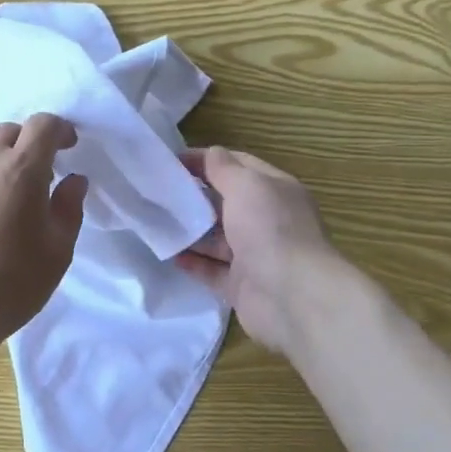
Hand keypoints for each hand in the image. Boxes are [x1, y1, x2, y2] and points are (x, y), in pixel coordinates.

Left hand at [0, 113, 88, 358]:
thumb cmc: (10, 284)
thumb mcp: (57, 251)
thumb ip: (68, 207)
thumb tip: (74, 180)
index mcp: (20, 170)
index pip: (42, 124)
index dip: (59, 129)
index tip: (67, 146)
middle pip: (7, 131)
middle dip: (27, 143)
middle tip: (36, 173)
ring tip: (0, 191)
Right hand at [174, 146, 371, 355]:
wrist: (293, 297)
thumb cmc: (270, 229)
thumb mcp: (246, 185)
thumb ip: (223, 168)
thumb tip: (210, 154)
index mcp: (275, 191)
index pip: (238, 165)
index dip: (206, 160)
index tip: (172, 162)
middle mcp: (267, 221)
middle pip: (226, 202)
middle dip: (195, 196)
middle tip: (159, 192)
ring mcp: (255, 255)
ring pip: (217, 238)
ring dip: (191, 230)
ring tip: (157, 222)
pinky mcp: (242, 286)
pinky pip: (212, 270)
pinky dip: (193, 262)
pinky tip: (170, 254)